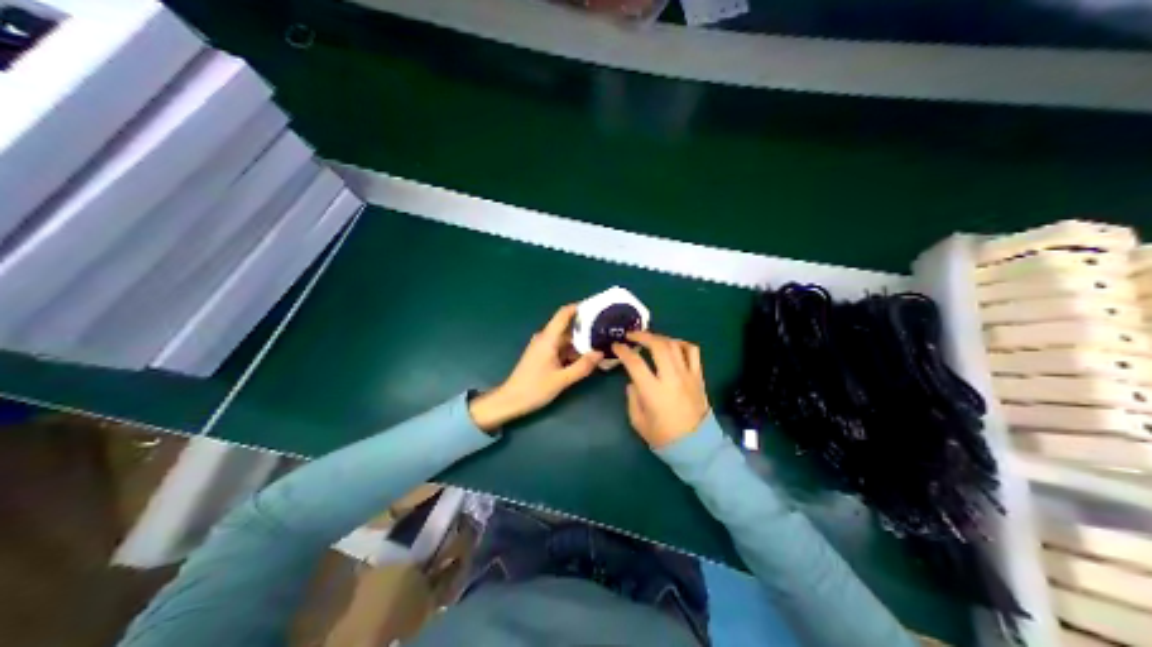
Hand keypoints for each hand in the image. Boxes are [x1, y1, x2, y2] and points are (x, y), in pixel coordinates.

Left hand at [469, 305, 603, 432]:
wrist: (510, 401)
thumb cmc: (534, 389)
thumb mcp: (562, 379)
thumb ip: (582, 366)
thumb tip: (600, 353)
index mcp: (548, 339)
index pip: (564, 314)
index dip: (579, 307)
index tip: (597, 307)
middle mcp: (545, 339)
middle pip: (567, 328)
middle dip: (585, 329)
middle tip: (606, 331)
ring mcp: (542, 347)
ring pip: (565, 340)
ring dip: (580, 343)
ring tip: (600, 345)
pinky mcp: (542, 356)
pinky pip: (560, 349)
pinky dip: (572, 352)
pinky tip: (586, 359)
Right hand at [610, 332, 712, 447]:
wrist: (695, 445)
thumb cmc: (663, 437)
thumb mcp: (638, 422)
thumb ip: (633, 398)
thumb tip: (633, 382)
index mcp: (653, 391)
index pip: (635, 363)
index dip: (623, 351)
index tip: (616, 346)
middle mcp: (671, 378)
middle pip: (658, 346)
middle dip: (642, 336)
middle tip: (632, 335)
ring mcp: (687, 375)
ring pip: (675, 345)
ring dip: (660, 338)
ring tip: (650, 339)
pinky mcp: (698, 377)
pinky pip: (692, 352)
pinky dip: (681, 343)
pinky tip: (673, 345)